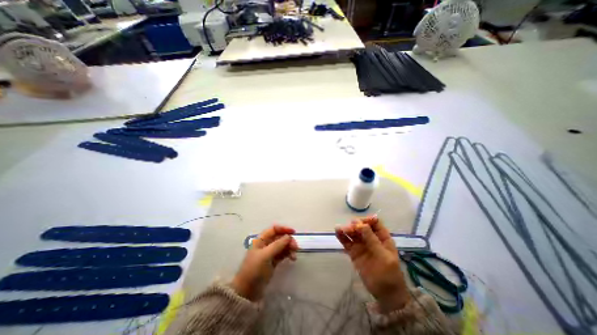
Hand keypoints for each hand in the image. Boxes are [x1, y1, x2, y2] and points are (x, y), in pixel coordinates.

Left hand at [231, 225, 298, 300]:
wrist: (247, 292)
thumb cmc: (254, 270)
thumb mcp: (265, 256)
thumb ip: (278, 245)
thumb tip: (289, 236)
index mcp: (261, 240)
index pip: (274, 229)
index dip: (283, 229)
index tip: (293, 232)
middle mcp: (266, 244)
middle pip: (280, 237)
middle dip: (288, 240)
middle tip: (296, 247)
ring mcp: (269, 253)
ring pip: (282, 246)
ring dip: (289, 248)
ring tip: (294, 255)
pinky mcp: (273, 262)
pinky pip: (283, 254)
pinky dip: (288, 254)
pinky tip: (293, 258)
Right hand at [335, 216, 410, 312]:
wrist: (386, 294)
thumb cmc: (389, 274)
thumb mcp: (383, 256)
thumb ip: (372, 240)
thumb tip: (361, 224)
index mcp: (382, 237)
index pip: (374, 222)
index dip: (367, 220)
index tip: (359, 223)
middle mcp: (370, 238)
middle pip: (361, 226)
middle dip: (355, 225)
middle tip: (349, 228)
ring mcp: (361, 245)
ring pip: (353, 233)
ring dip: (346, 229)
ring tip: (339, 228)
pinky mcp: (354, 252)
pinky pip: (347, 242)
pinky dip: (342, 237)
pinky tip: (337, 232)